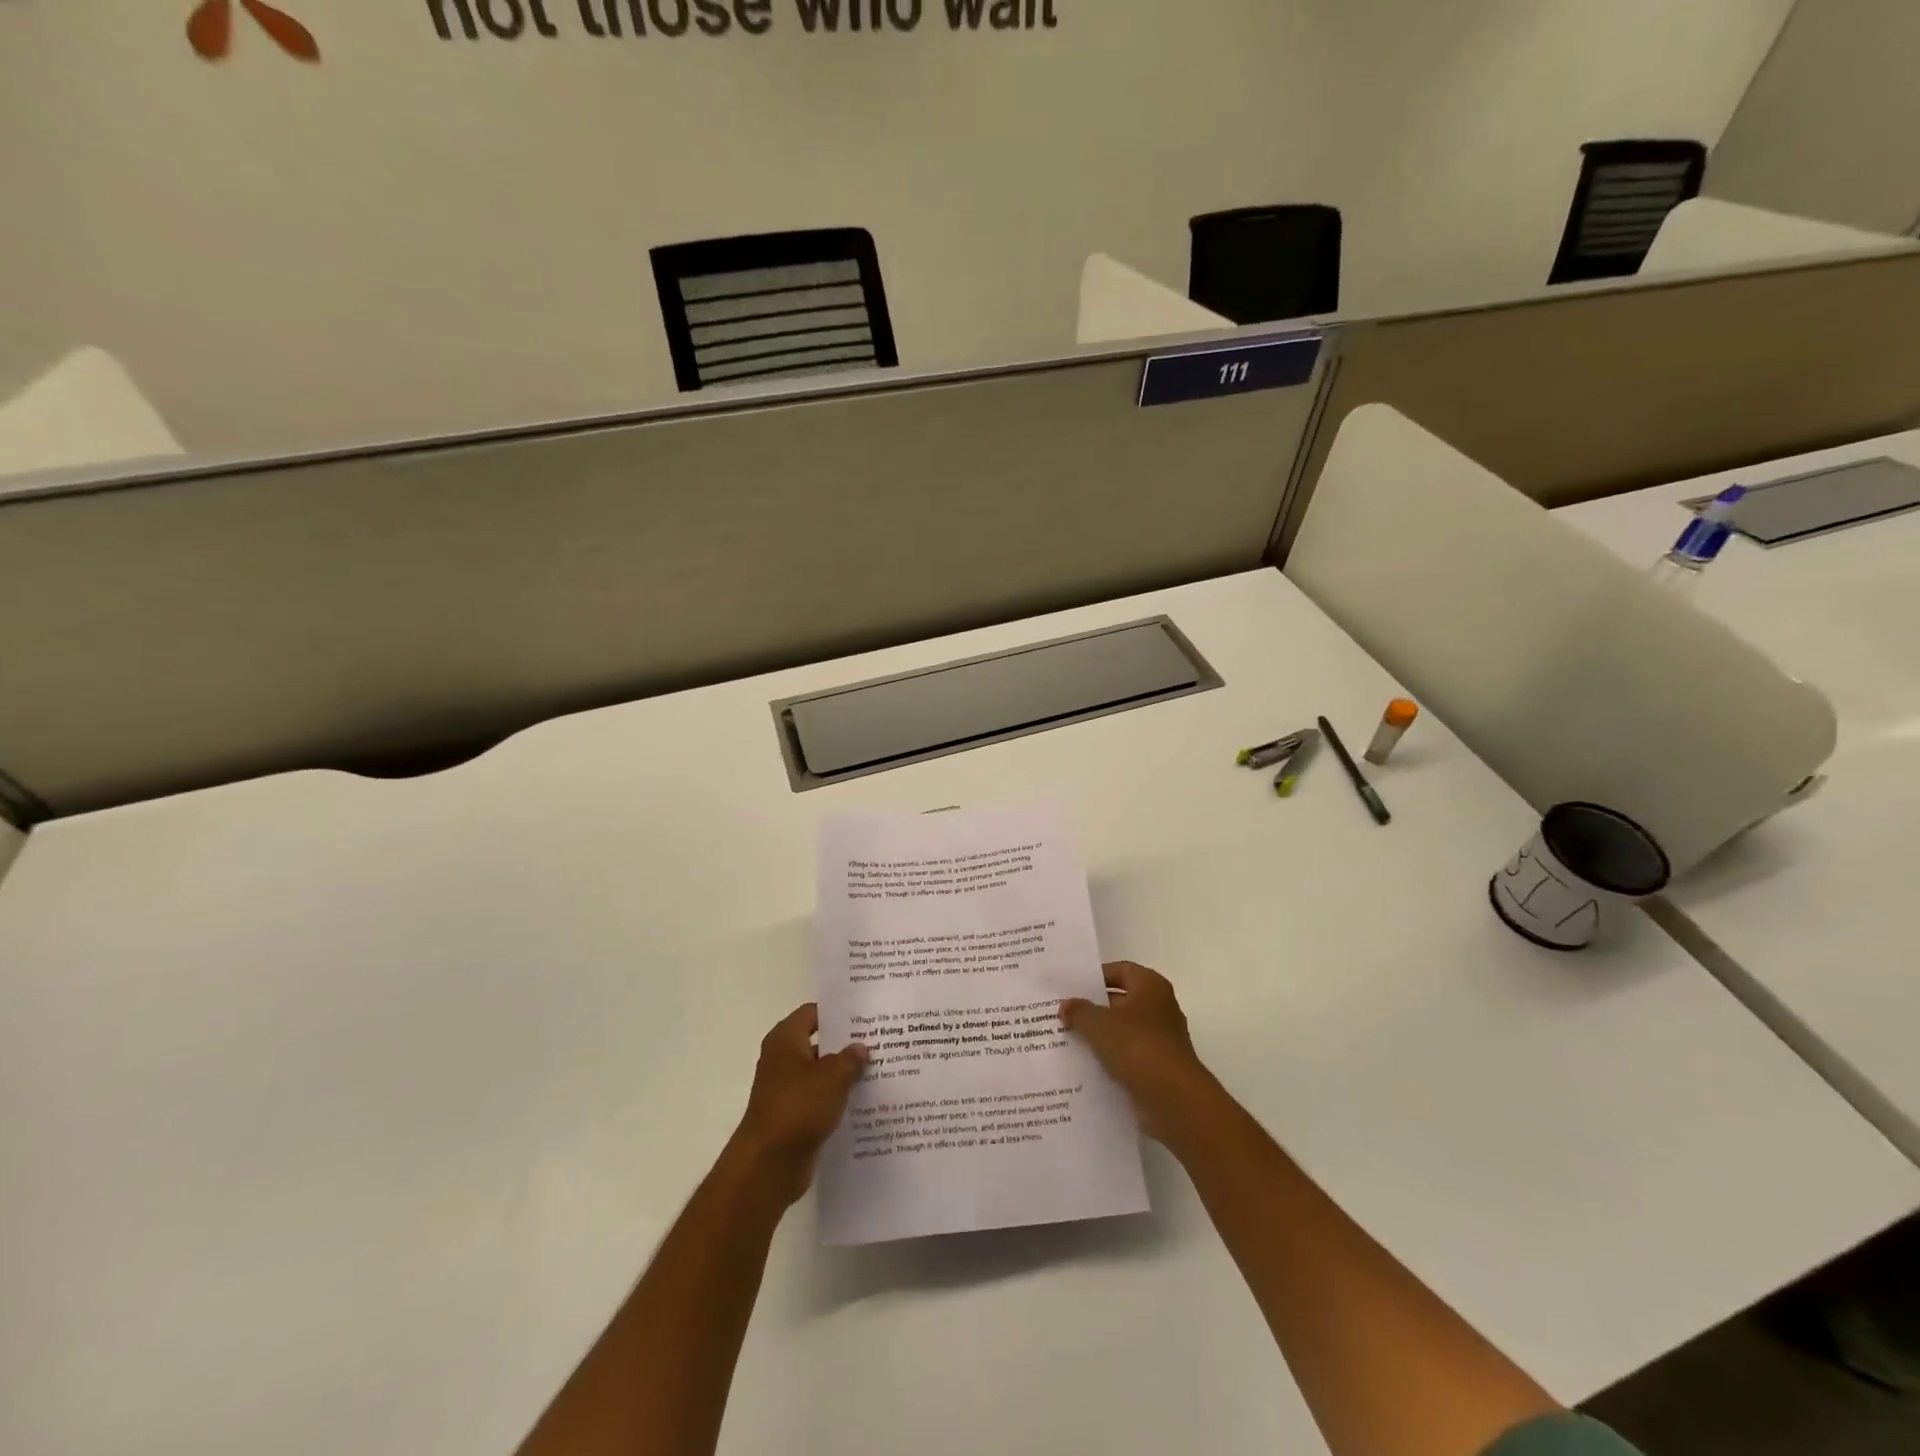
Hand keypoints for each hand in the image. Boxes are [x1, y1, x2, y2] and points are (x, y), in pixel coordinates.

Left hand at [729, 1003, 868, 1205]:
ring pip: (821, 1072)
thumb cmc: (798, 1107)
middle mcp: (783, 1059)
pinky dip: (837, 1098)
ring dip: (844, 1072)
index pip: (813, 1012)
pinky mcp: (793, 1115)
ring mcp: (786, 1088)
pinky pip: (820, 1098)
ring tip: (878, 1068)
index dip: (838, 1012)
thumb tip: (860, 1047)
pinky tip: (864, 1099)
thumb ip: (850, 1058)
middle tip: (879, 1039)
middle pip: (819, 1042)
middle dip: (846, 1043)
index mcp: (786, 1039)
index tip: (865, 1013)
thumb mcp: (832, 1077)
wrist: (769, 1164)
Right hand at [1061, 962, 1217, 1144]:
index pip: (1120, 970)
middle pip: (1121, 1001)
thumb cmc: (1137, 1046)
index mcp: (1150, 986)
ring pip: (1123, 1031)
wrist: (1173, 1099)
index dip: (1095, 976)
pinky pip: (1128, 1056)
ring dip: (1100, 1036)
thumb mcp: (1098, 1024)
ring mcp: (1161, 1039)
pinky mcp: (1158, 1067)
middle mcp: (1160, 1007)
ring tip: (1067, 1039)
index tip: (1070, 986)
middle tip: (1063, 1013)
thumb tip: (1066, 1005)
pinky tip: (1085, 1065)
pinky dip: (1110, 1059)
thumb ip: (1079, 1011)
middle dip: (1094, 1007)